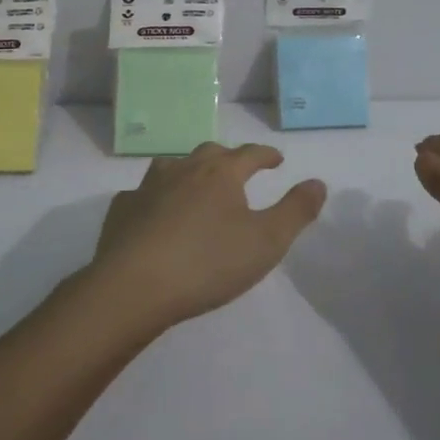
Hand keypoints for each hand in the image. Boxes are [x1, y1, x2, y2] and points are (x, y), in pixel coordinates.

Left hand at [90, 142, 326, 332]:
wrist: (134, 287)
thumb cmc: (208, 263)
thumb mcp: (266, 242)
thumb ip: (296, 211)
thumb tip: (318, 182)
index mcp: (221, 173)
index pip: (250, 154)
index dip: (266, 155)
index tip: (276, 159)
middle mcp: (184, 170)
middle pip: (210, 153)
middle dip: (228, 158)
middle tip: (238, 171)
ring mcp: (148, 187)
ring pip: (172, 166)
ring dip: (189, 171)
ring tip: (196, 185)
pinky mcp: (122, 210)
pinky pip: (142, 194)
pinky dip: (155, 197)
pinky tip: (154, 213)